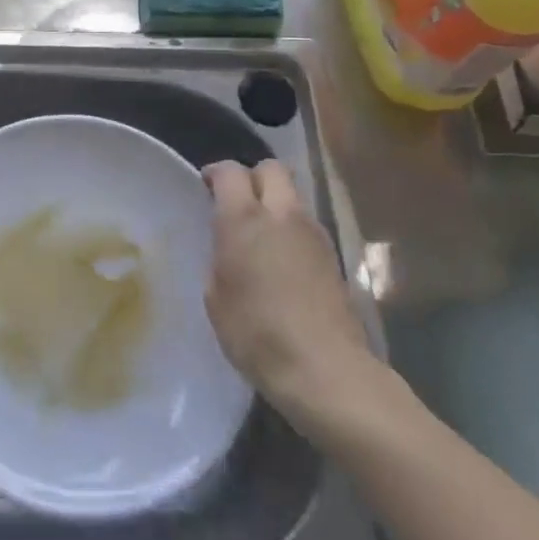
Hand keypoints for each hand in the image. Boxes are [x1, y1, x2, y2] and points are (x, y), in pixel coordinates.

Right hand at [203, 160, 386, 437]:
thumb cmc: (256, 333)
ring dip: (275, 204)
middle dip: (252, 177)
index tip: (206, 187)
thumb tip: (229, 247)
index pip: (230, 171)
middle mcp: (281, 214)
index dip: (215, 173)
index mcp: (244, 218)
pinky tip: (282, 261)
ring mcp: (313, 234)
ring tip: (260, 235)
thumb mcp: (216, 296)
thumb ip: (220, 257)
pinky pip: (306, 225)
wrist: (325, 370)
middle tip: (237, 203)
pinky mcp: (333, 257)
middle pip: (271, 169)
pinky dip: (291, 231)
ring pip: (292, 196)